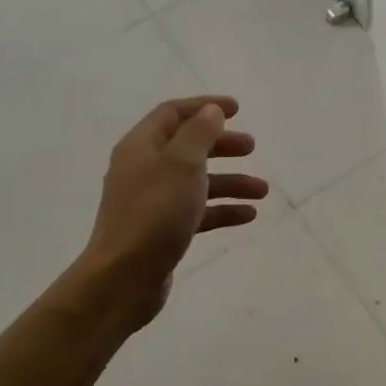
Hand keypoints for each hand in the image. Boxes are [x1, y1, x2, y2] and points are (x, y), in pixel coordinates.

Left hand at [76, 96, 267, 328]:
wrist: (123, 278)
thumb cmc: (154, 213)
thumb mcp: (182, 164)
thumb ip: (199, 133)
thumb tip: (211, 111)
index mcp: (141, 146)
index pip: (173, 113)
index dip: (205, 107)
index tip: (237, 109)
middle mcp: (144, 169)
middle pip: (187, 147)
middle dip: (221, 145)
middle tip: (251, 148)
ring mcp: (151, 202)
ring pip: (196, 182)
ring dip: (229, 182)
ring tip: (262, 191)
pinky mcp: (161, 230)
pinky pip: (196, 211)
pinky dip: (221, 210)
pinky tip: (248, 216)